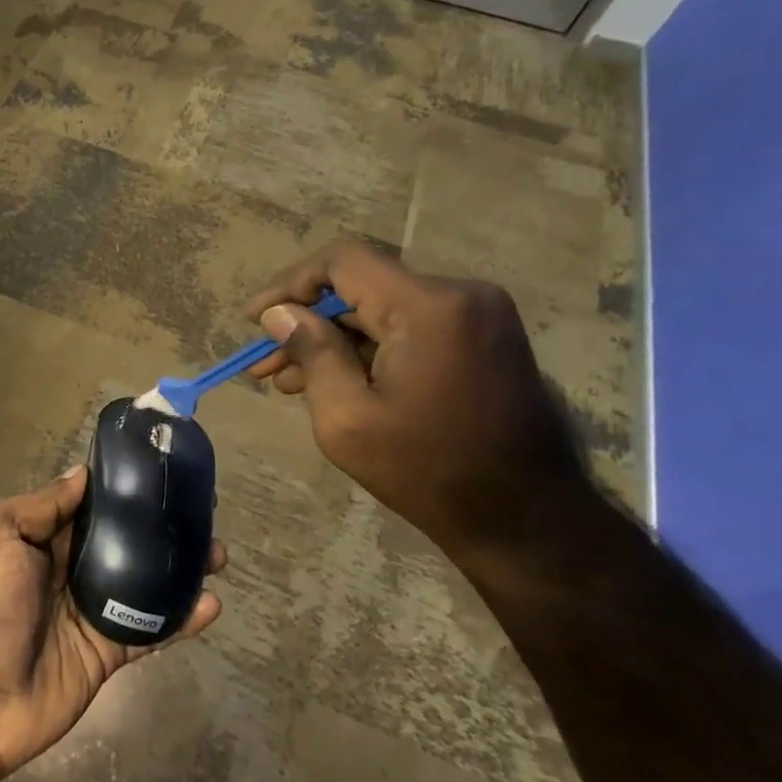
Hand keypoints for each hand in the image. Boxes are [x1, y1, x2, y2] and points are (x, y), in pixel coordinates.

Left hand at [0, 467, 224, 781]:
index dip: (121, 489)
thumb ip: (40, 506)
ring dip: (179, 567)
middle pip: (122, 540)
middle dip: (159, 525)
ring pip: (143, 581)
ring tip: (218, 553)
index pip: (87, 505)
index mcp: (37, 538)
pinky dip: (180, 619)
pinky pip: (149, 630)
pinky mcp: (106, 652)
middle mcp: (65, 569)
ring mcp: (88, 612)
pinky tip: (211, 604)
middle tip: (203, 511)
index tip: (160, 470)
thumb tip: (81, 475)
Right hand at [245, 241, 588, 574]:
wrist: (527, 520)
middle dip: (306, 322)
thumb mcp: (347, 418)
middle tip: (264, 364)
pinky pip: (409, 328)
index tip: (254, 320)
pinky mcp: (483, 339)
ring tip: (290, 383)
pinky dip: (368, 349)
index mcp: (429, 308)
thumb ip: (311, 353)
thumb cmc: (428, 472)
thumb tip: (279, 313)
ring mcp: (478, 316)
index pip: (343, 261)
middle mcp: (461, 296)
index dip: (289, 284)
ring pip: (382, 310)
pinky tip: (335, 383)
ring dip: (334, 340)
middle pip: (361, 287)